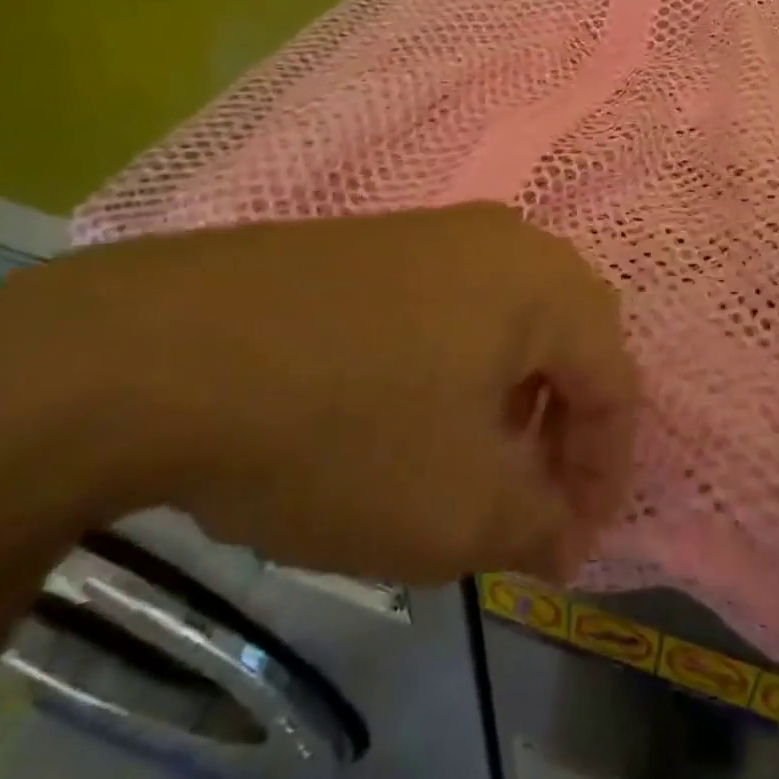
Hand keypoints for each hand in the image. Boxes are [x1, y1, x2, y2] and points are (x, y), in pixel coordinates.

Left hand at [0, 203, 637, 585]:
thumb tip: (560, 534)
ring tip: (473, 456)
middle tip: (531, 494)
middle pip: (573, 338)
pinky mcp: (378, 240)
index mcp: (547, 286)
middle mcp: (506, 240)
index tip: (569, 546)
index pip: (616, 382)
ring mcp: (437, 231)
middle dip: (565, 424)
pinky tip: (409, 409)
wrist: (162, 352)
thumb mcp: (457, 511)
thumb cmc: (342, 430)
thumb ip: (536, 525)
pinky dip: (460, 363)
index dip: (605, 473)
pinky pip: (454, 303)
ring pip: (512, 317)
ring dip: (514, 392)